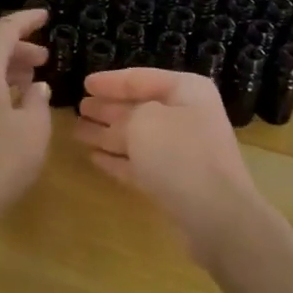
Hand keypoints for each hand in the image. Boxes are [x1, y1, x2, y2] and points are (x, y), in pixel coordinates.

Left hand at [0, 8, 51, 236]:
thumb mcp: (33, 129)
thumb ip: (38, 101)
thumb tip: (36, 87)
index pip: (3, 30)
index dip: (26, 20)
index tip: (45, 15)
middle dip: (18, 49)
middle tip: (45, 57)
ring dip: (6, 70)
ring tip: (32, 80)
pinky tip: (11, 106)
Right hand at [74, 68, 274, 270]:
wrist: (216, 215)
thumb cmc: (180, 153)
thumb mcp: (144, 122)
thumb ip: (124, 115)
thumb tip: (118, 123)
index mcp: (186, 90)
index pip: (141, 78)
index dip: (111, 81)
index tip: (84, 83)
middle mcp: (186, 116)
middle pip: (139, 107)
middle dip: (108, 107)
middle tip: (78, 107)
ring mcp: (182, 151)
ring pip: (136, 137)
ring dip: (107, 134)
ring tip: (77, 131)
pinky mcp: (174, 182)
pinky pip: (140, 164)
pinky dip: (117, 160)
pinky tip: (93, 158)